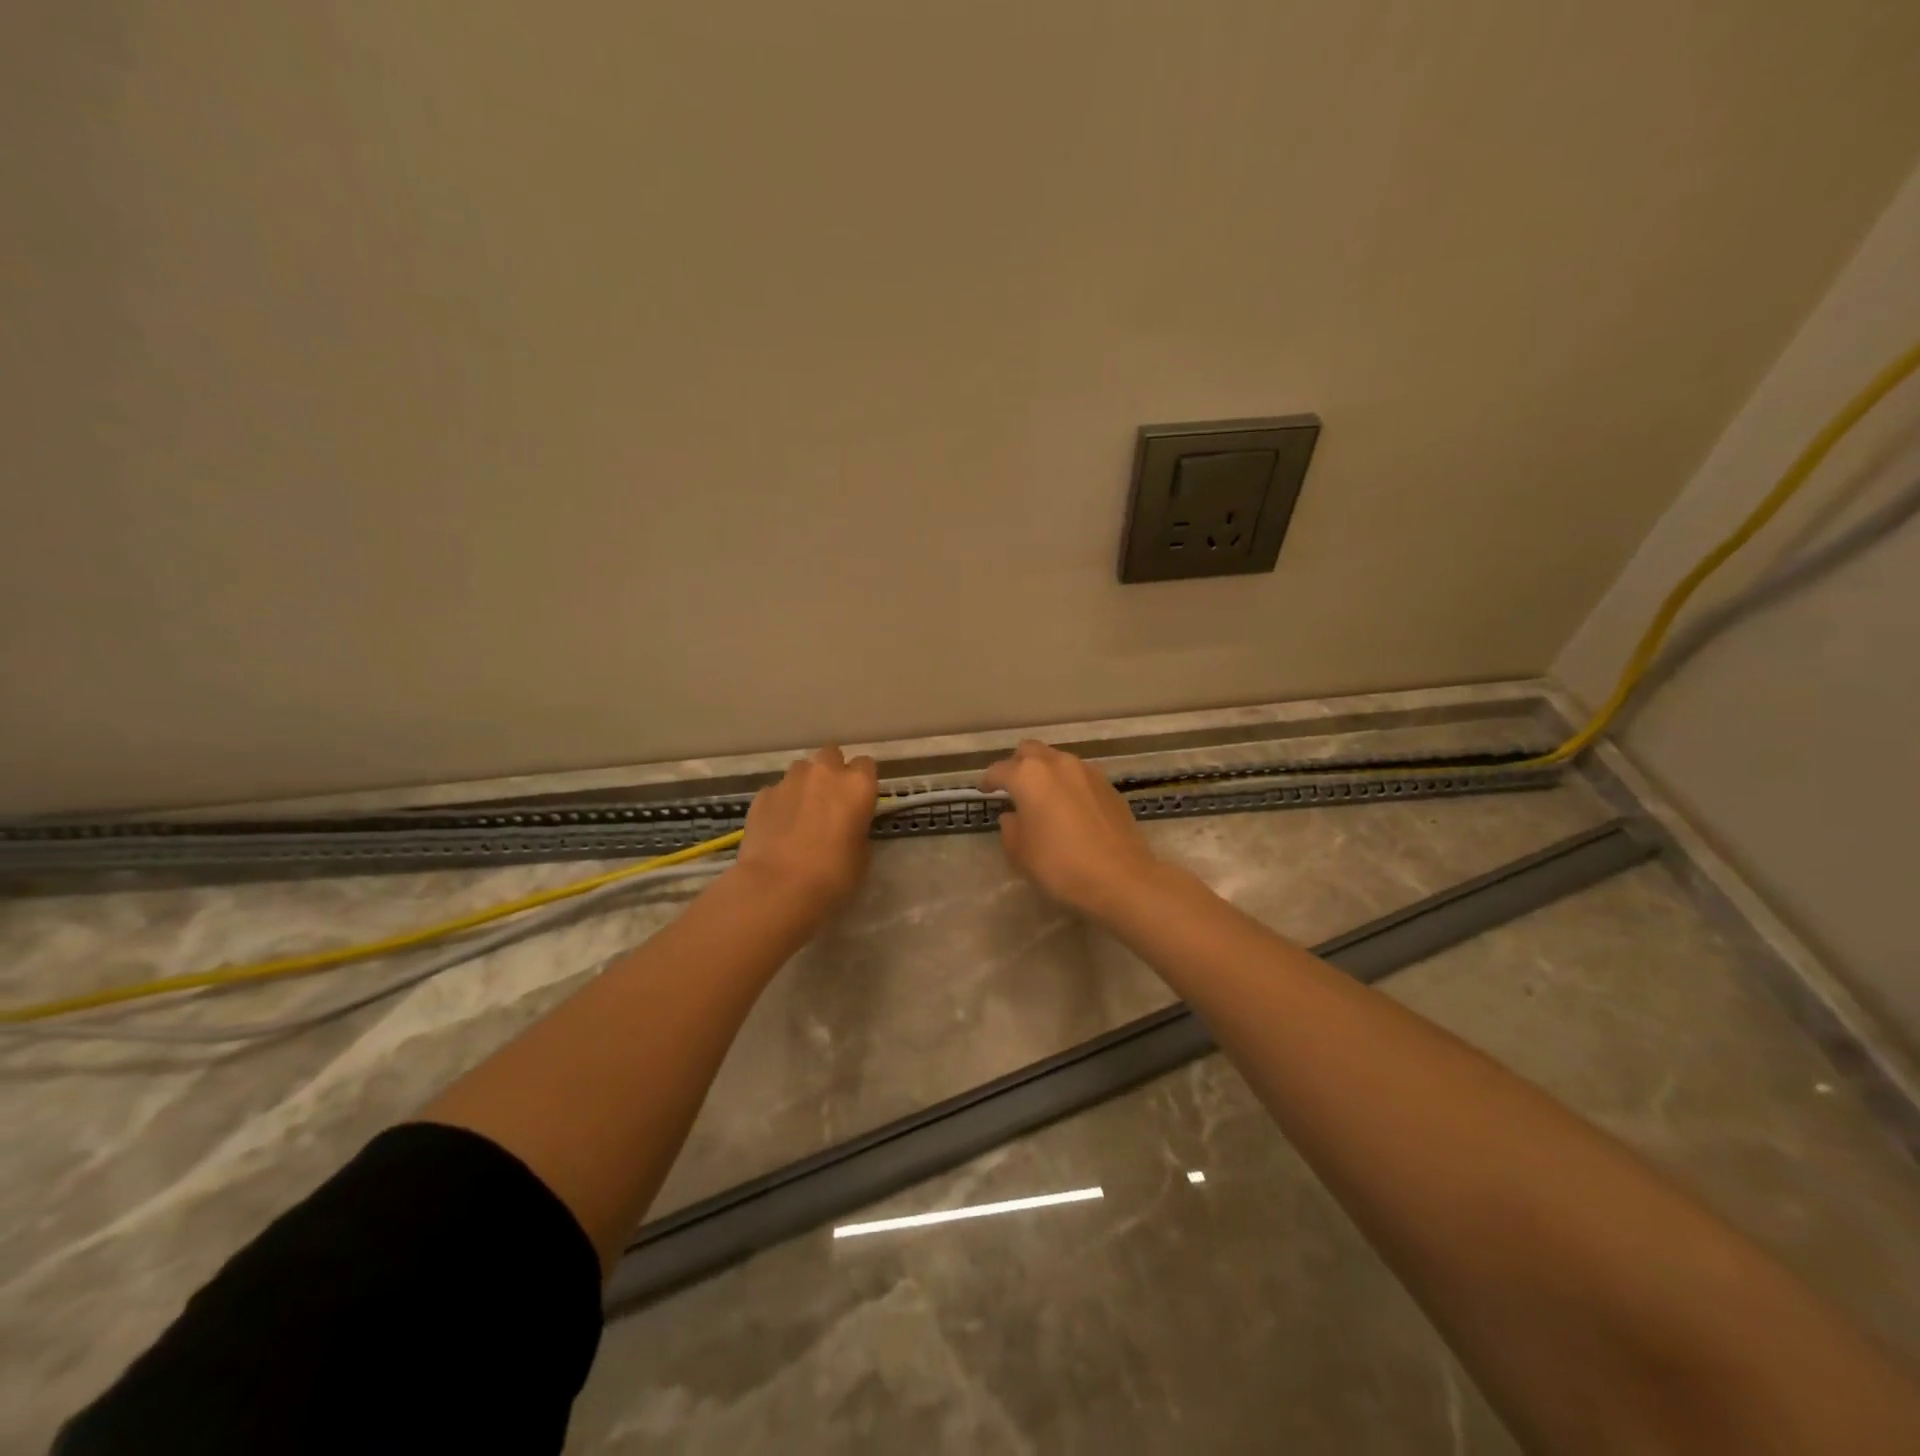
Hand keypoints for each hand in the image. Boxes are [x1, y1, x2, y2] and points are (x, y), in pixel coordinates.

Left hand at [734, 746, 878, 921]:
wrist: (776, 887)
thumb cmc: (832, 876)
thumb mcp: (861, 856)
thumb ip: (857, 830)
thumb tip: (848, 827)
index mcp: (857, 785)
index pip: (866, 765)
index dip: (862, 782)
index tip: (859, 802)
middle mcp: (824, 773)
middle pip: (831, 755)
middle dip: (832, 771)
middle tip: (830, 800)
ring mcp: (789, 781)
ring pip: (801, 769)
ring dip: (805, 784)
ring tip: (801, 813)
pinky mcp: (761, 795)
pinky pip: (776, 791)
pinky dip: (780, 803)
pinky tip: (778, 827)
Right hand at [981, 740, 1162, 918]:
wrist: (1121, 878)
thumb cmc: (1061, 866)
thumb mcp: (1020, 853)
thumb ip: (1010, 828)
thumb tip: (1013, 816)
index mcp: (1029, 776)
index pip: (1000, 770)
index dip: (988, 781)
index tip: (984, 791)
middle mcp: (1057, 764)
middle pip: (1030, 751)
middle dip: (1017, 765)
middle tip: (1013, 788)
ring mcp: (1087, 771)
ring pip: (1057, 760)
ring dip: (1045, 772)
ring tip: (1042, 797)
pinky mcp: (1108, 785)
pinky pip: (1079, 775)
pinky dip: (1068, 784)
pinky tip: (1069, 808)